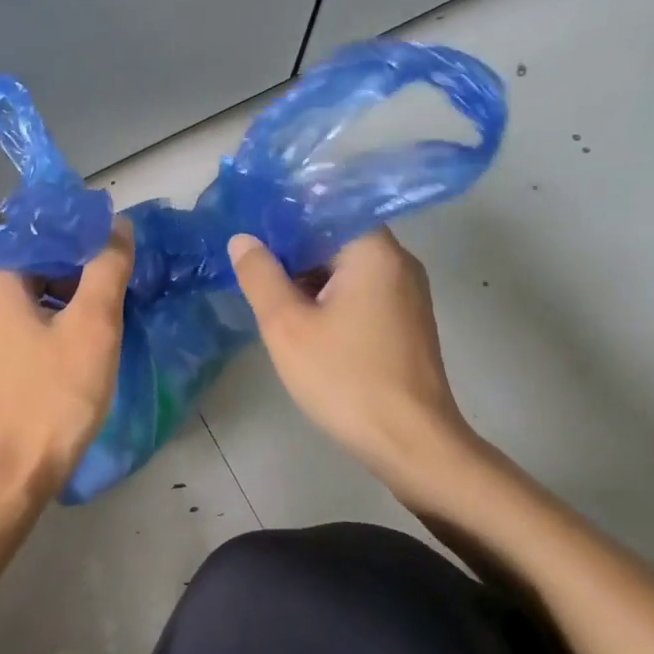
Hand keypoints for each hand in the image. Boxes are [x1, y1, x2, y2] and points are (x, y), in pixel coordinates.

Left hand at [0, 220, 134, 510]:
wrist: (9, 475)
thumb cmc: (52, 396)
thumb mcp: (92, 326)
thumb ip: (107, 267)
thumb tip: (118, 226)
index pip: (42, 236)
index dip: (86, 239)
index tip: (122, 255)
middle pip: (37, 266)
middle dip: (81, 274)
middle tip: (122, 291)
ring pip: (33, 300)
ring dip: (71, 304)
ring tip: (109, 320)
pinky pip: (24, 329)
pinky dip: (54, 329)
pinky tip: (82, 349)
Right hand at [228, 228, 485, 513]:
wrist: (410, 443)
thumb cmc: (345, 377)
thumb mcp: (286, 325)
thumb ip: (260, 275)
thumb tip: (243, 238)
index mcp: (374, 252)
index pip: (326, 209)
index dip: (284, 216)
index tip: (249, 231)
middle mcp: (398, 263)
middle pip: (337, 237)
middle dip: (292, 249)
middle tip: (250, 267)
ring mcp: (407, 295)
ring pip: (347, 268)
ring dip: (308, 276)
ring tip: (268, 294)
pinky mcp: (405, 323)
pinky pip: (361, 293)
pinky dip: (329, 298)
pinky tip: (302, 321)